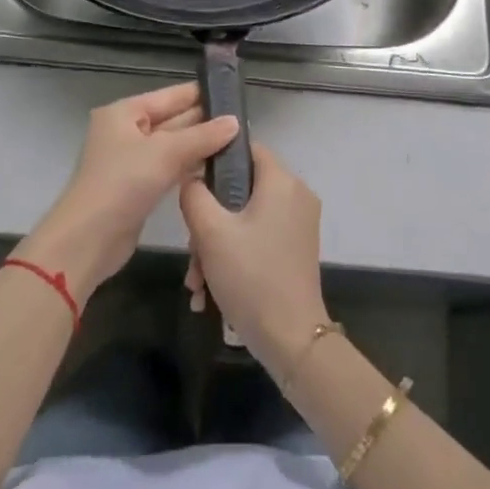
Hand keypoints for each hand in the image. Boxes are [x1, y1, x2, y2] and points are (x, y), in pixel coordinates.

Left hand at [16, 82, 239, 302]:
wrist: (88, 240)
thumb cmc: (123, 183)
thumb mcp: (165, 153)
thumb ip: (202, 136)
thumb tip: (235, 122)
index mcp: (124, 113)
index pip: (170, 95)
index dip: (201, 94)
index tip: (235, 94)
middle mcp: (126, 132)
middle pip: (172, 120)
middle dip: (205, 122)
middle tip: (244, 122)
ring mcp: (131, 161)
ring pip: (173, 146)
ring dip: (200, 146)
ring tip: (238, 143)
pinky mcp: (138, 188)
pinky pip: (169, 168)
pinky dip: (189, 167)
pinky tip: (216, 168)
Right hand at [180, 143, 330, 374]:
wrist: (291, 340)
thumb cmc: (251, 276)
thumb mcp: (210, 232)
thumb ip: (194, 194)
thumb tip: (192, 177)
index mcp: (282, 181)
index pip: (246, 148)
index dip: (215, 159)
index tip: (191, 184)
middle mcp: (296, 195)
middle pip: (241, 189)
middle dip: (209, 220)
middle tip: (192, 251)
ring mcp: (298, 224)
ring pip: (245, 218)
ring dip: (215, 246)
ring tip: (196, 282)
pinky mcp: (295, 249)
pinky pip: (257, 238)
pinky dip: (234, 256)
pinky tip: (209, 292)